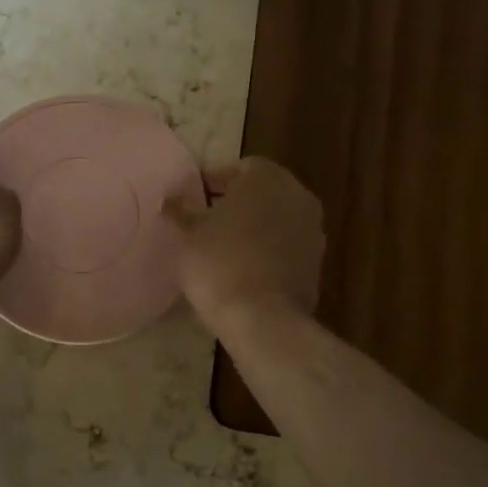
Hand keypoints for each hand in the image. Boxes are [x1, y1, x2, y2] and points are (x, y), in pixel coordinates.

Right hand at [164, 157, 323, 330]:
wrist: (262, 318)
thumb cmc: (219, 262)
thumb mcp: (188, 234)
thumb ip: (181, 211)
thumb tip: (170, 199)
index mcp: (267, 177)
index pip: (239, 168)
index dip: (213, 181)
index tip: (193, 198)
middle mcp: (297, 194)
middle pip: (261, 192)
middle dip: (235, 203)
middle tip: (205, 220)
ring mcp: (313, 229)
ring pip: (276, 218)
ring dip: (253, 226)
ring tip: (222, 246)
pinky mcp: (316, 262)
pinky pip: (285, 246)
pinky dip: (267, 250)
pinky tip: (243, 267)